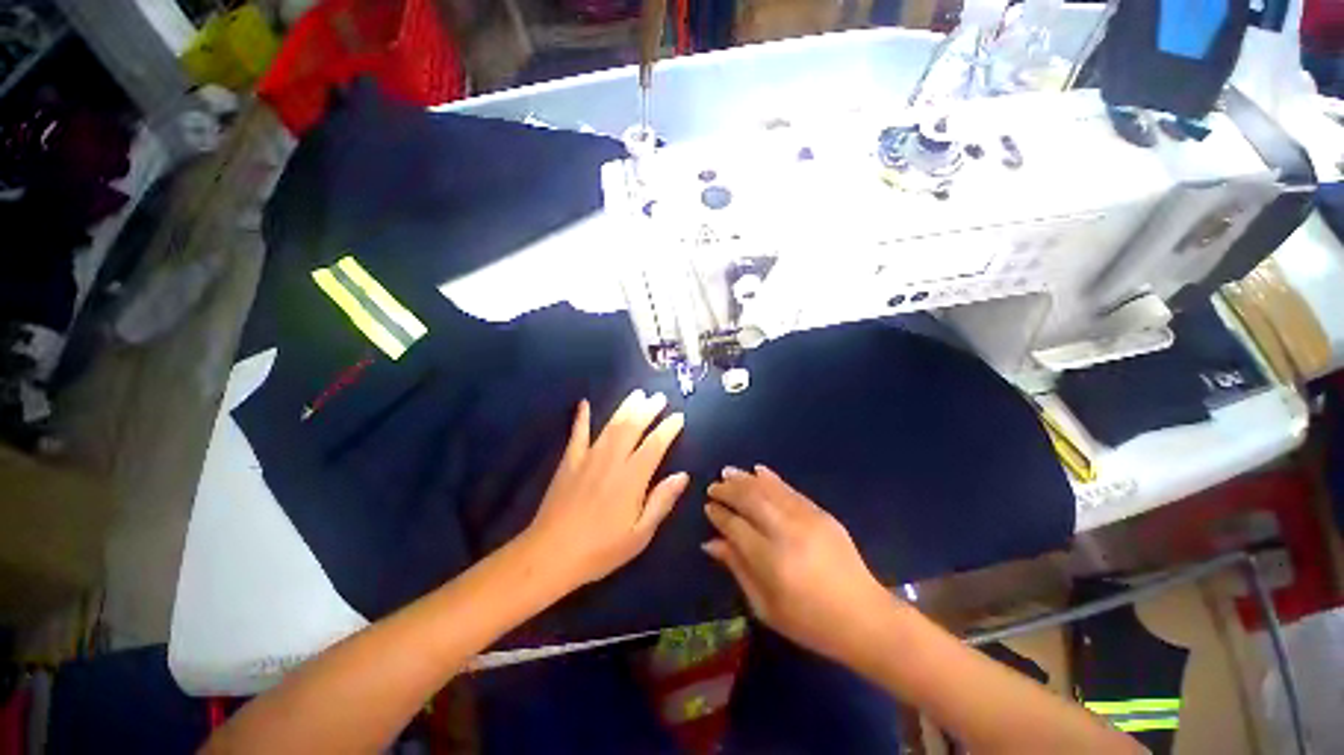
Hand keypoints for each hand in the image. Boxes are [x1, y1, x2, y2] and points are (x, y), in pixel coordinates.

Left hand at [522, 390, 688, 590]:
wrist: (550, 555)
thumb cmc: (600, 549)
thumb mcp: (640, 534)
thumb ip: (661, 501)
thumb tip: (682, 475)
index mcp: (632, 478)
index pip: (655, 445)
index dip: (668, 428)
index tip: (678, 416)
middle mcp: (612, 460)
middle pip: (633, 427)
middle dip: (648, 410)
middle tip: (659, 397)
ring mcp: (588, 458)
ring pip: (611, 425)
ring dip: (625, 407)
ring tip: (637, 394)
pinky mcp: (569, 461)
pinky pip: (577, 433)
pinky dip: (581, 417)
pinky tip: (584, 403)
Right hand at [703, 466, 891, 661]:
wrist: (864, 617)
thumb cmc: (809, 622)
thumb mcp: (765, 606)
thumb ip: (737, 568)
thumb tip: (710, 542)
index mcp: (771, 561)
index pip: (735, 526)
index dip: (719, 514)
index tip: (707, 507)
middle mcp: (786, 532)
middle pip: (750, 500)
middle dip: (728, 490)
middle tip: (714, 486)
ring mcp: (806, 519)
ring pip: (768, 490)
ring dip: (745, 479)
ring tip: (728, 472)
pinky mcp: (821, 513)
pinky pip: (790, 490)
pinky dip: (772, 478)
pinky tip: (758, 470)